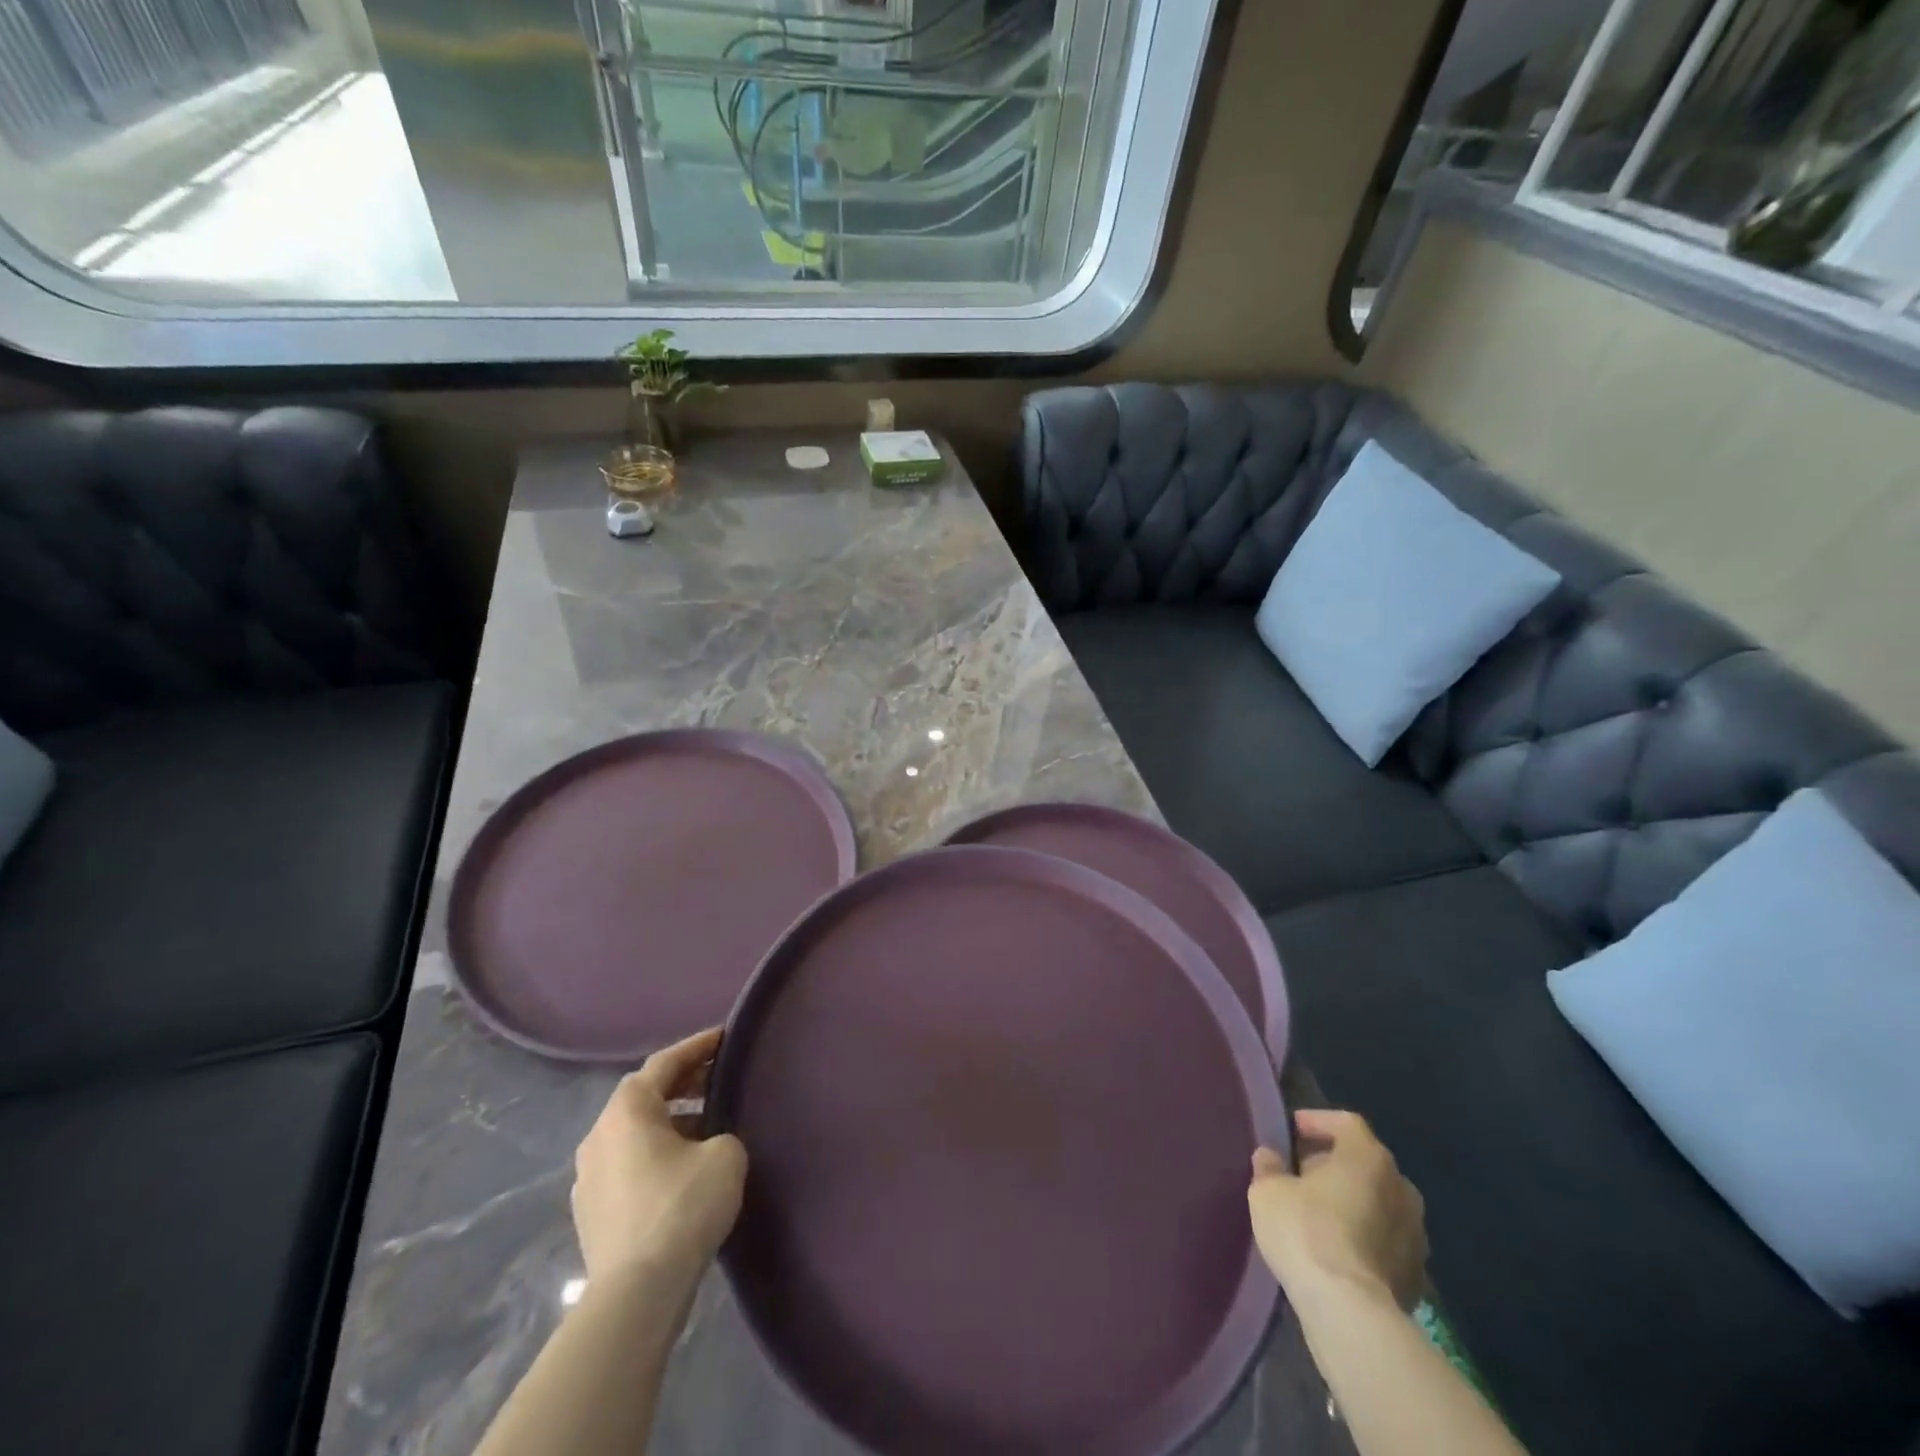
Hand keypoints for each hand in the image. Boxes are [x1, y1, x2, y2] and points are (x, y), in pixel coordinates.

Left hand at [572, 1028, 747, 1286]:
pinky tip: (682, 1168)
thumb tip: (707, 1144)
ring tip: (706, 1124)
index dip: (698, 1046)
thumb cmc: (682, 1206)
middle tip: (718, 1077)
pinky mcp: (591, 1212)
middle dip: (682, 1083)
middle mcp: (599, 1134)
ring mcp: (588, 1176)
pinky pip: (627, 1163)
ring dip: (668, 1121)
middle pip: (644, 1095)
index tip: (725, 1037)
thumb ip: (720, 1132)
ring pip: (634, 1132)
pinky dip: (655, 1153)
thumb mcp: (724, 1154)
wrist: (637, 1292)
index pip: (665, 1062)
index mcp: (627, 1110)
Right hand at [1247, 1109, 1427, 1310]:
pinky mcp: (1418, 1275)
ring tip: (1319, 1214)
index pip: (1345, 1122)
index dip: (1317, 1122)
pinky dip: (1365, 1237)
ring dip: (1353, 1202)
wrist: (1350, 1312)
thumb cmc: (1306, 1231)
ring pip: (1379, 1203)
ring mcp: (1416, 1234)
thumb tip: (1271, 1157)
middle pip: (1365, 1162)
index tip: (1291, 1134)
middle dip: (1334, 1164)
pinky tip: (1338, 1251)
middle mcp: (1401, 1187)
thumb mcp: (1268, 1190)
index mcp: (1368, 1157)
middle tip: (1301, 1174)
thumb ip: (1269, 1166)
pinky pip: (1387, 1240)